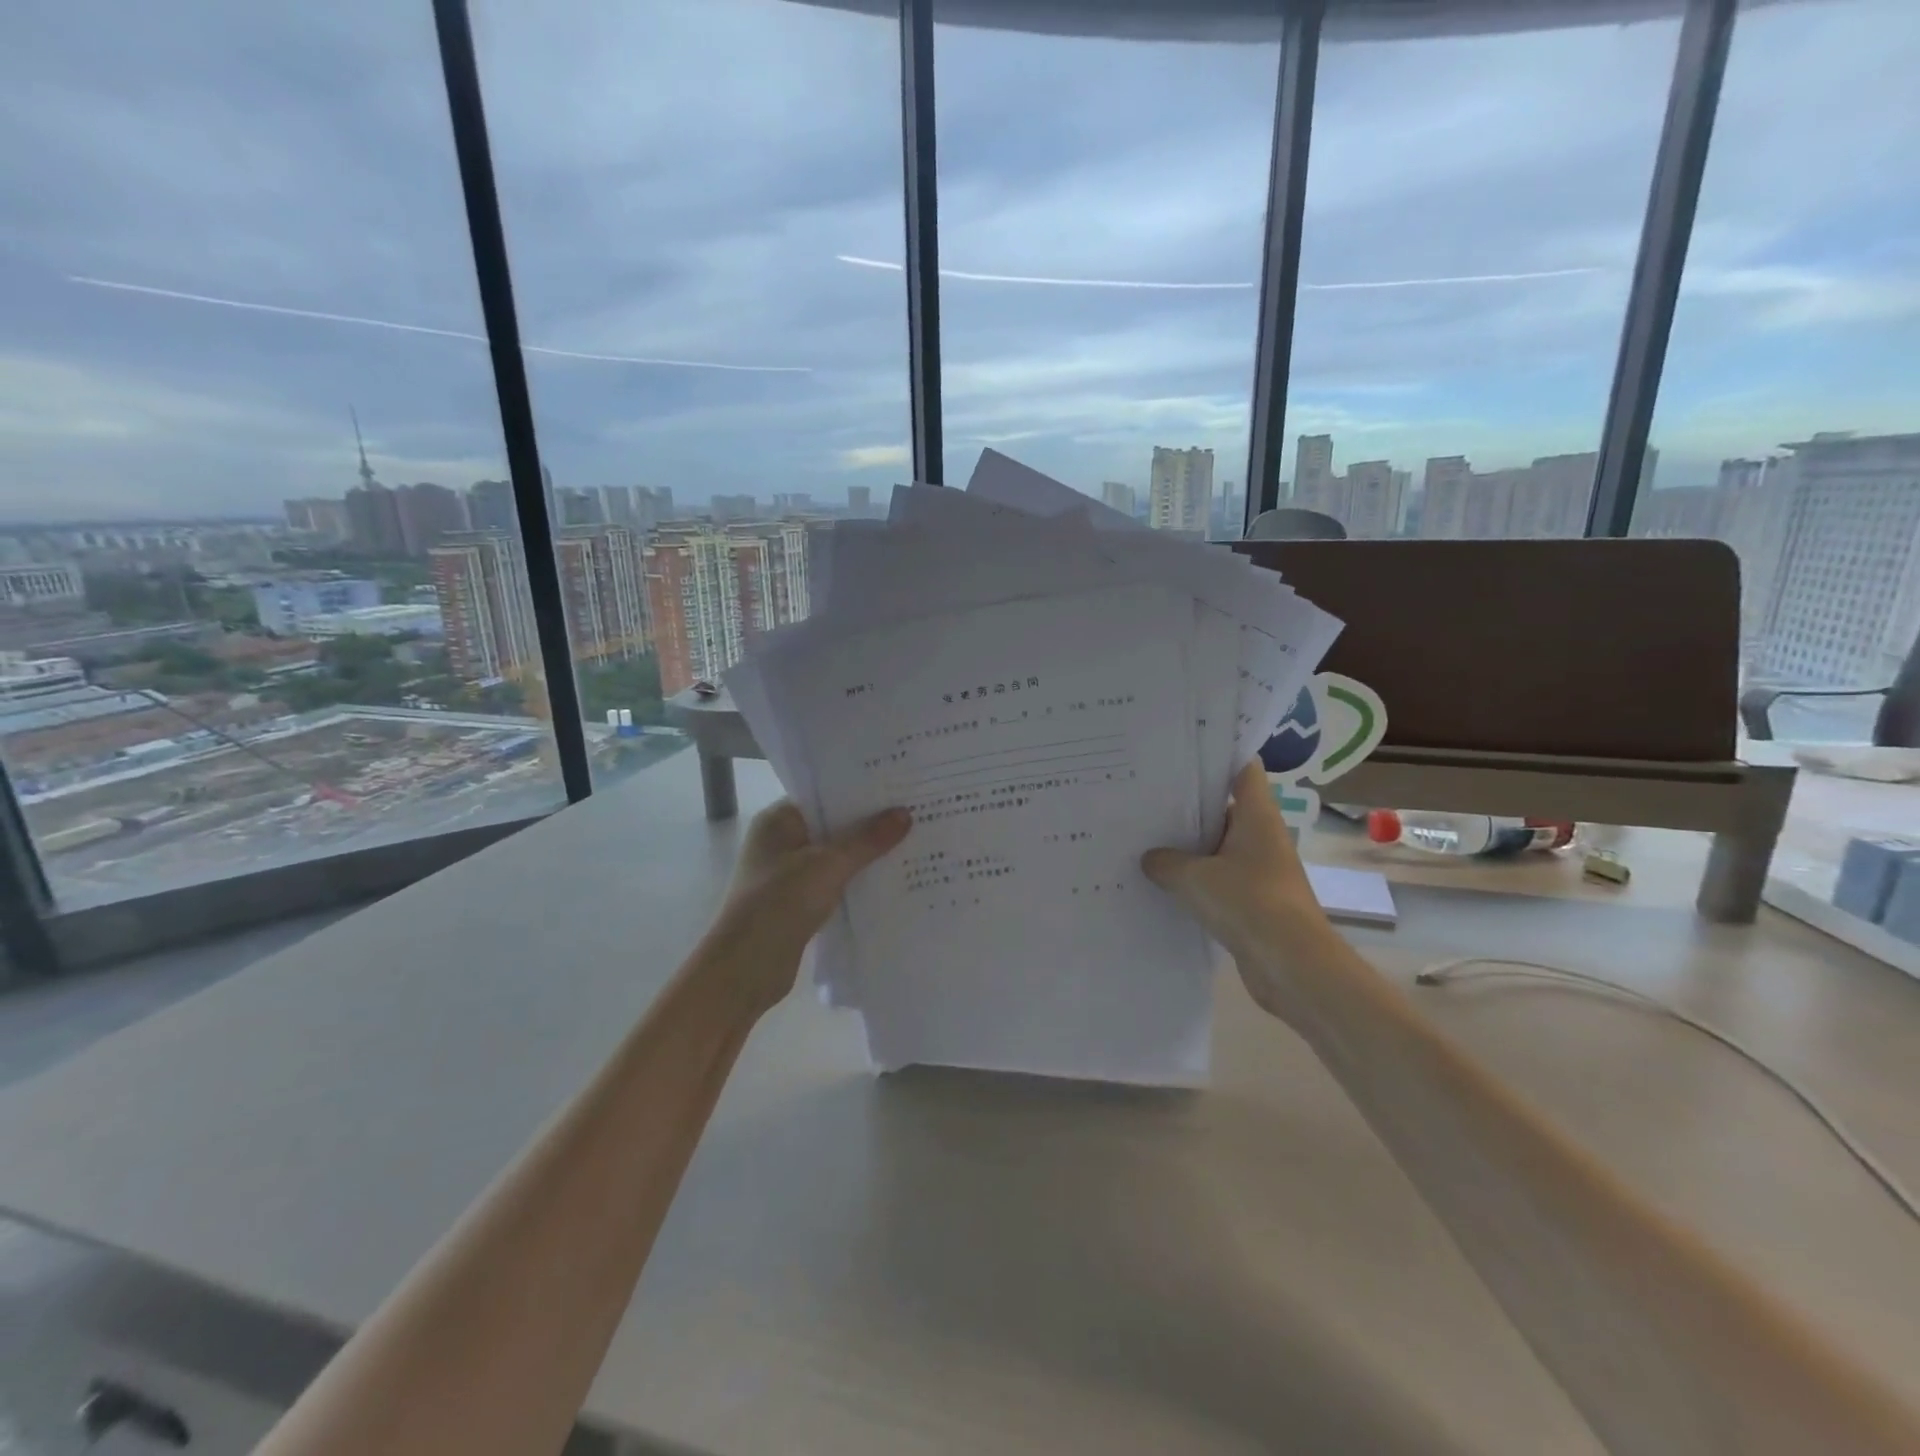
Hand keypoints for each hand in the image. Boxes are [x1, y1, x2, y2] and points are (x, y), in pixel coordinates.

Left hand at [707, 800, 911, 1013]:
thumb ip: (867, 840)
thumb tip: (905, 813)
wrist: (745, 969)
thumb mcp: (828, 865)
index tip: (897, 786)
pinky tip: (892, 879)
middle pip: (832, 825)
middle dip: (869, 823)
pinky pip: (835, 882)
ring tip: (913, 841)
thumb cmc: (779, 903)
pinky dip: (858, 881)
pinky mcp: (799, 902)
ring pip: (836, 855)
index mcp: (779, 821)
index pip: (824, 794)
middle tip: (915, 811)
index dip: (859, 791)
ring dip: (867, 854)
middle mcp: (782, 842)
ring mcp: (789, 873)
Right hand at [1142, 761, 1341, 1026]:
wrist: (1293, 966)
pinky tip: (1161, 882)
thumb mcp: (1193, 877)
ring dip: (1188, 845)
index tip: (1179, 752)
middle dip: (1188, 802)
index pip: (1242, 769)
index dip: (1215, 756)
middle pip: (1224, 807)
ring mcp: (1259, 870)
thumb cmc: (1249, 904)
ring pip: (1218, 846)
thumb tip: (1150, 858)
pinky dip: (1195, 879)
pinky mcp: (1253, 902)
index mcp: (1257, 816)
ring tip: (1143, 836)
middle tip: (1144, 794)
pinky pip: (1218, 879)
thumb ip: (1165, 861)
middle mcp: (1262, 837)